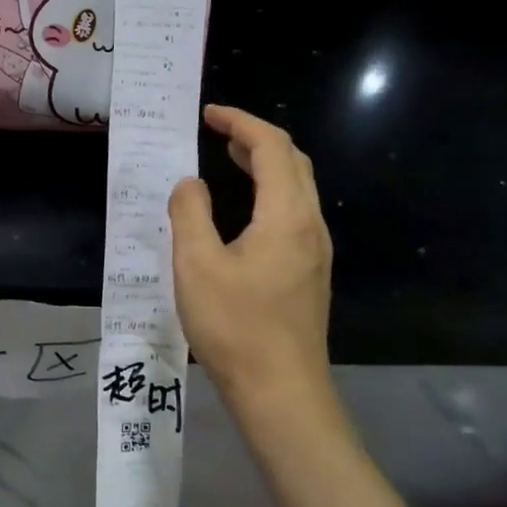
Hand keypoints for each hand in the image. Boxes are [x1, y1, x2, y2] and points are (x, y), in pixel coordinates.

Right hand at [169, 106, 334, 419]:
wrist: (281, 392)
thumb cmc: (236, 326)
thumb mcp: (196, 265)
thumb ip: (190, 213)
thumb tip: (191, 183)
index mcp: (287, 215)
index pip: (272, 147)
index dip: (241, 122)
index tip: (209, 114)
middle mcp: (310, 226)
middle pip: (294, 162)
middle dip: (257, 139)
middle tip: (219, 133)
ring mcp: (315, 252)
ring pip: (298, 189)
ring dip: (266, 166)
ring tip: (230, 160)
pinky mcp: (310, 274)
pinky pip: (294, 214)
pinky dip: (270, 193)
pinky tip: (244, 213)